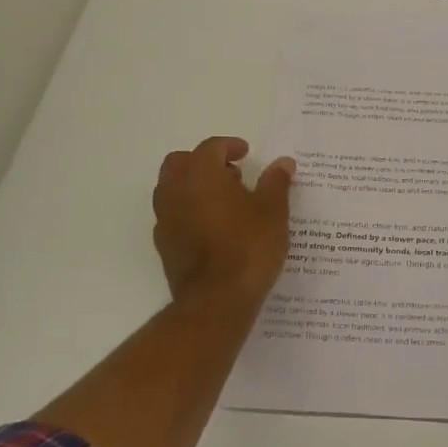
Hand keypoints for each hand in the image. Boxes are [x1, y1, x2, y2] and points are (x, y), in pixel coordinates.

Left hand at [153, 136, 294, 307]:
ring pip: (172, 189)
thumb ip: (276, 182)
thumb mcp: (273, 210)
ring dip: (194, 187)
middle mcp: (175, 191)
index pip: (211, 147)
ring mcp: (165, 219)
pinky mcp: (164, 245)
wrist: (217, 300)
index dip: (230, 146)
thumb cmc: (249, 246)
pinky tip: (214, 227)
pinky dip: (190, 211)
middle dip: (204, 162)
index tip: (247, 153)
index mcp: (200, 174)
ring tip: (226, 201)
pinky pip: (174, 215)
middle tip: (232, 174)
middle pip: (181, 163)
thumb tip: (283, 163)